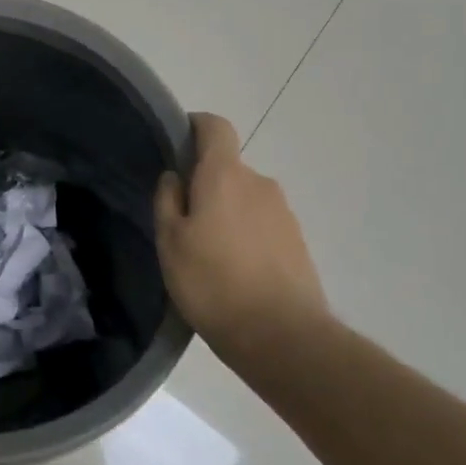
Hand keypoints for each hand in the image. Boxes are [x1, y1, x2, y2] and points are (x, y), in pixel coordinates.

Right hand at [155, 113, 331, 362]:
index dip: (194, 127)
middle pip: (227, 168)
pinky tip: (233, 273)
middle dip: (205, 185)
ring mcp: (284, 213)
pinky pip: (262, 225)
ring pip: (245, 199)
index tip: (175, 145)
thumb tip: (174, 176)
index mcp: (225, 175)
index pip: (215, 127)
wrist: (283, 337)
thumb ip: (167, 201)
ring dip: (226, 214)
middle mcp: (259, 183)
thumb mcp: (170, 242)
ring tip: (208, 254)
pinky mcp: (298, 243)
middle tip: (182, 220)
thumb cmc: (213, 283)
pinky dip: (246, 237)